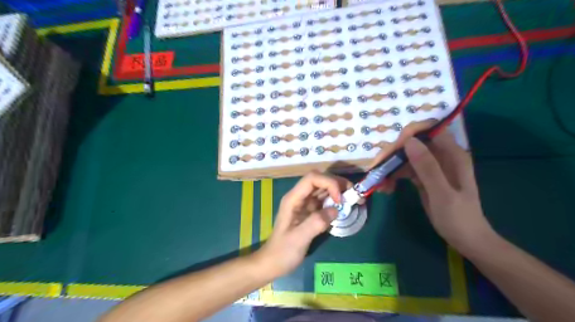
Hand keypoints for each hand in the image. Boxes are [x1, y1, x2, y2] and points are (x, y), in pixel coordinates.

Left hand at [254, 172, 349, 277]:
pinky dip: (336, 201)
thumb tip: (336, 210)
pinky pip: (325, 201)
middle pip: (319, 180)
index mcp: (293, 199)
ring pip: (323, 189)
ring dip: (339, 191)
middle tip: (353, 194)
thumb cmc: (282, 252)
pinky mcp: (310, 212)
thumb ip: (316, 223)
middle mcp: (299, 197)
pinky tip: (344, 208)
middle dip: (337, 184)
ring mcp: (305, 204)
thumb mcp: (299, 239)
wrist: (273, 263)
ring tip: (353, 199)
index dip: (328, 183)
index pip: (312, 179)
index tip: (340, 199)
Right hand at [380, 131, 496, 255]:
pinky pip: (405, 170)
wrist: (466, 240)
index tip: (391, 148)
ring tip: (381, 184)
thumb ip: (427, 167)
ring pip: (406, 157)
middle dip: (394, 154)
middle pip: (414, 144)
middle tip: (377, 167)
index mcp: (452, 155)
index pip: (429, 131)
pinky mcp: (424, 177)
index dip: (409, 134)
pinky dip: (394, 177)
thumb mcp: (441, 193)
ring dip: (391, 167)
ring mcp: (432, 167)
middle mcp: (442, 156)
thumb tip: (409, 141)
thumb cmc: (458, 218)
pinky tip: (386, 188)